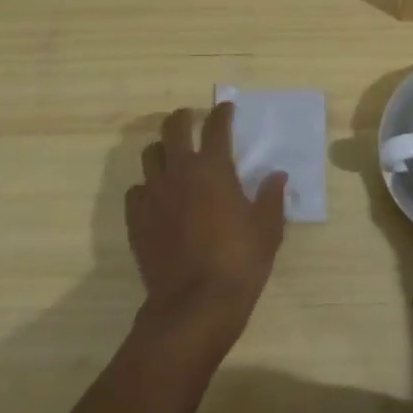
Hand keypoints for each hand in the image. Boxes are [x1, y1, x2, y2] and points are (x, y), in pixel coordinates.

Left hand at [126, 104, 287, 342]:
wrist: (194, 304)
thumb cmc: (239, 263)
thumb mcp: (268, 230)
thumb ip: (271, 198)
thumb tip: (277, 176)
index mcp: (214, 170)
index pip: (216, 127)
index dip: (222, 113)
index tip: (226, 108)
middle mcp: (179, 172)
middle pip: (173, 129)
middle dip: (182, 118)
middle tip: (190, 118)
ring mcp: (153, 194)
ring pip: (149, 155)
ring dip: (162, 150)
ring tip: (172, 156)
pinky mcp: (136, 218)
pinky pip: (136, 190)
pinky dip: (147, 186)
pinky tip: (157, 197)